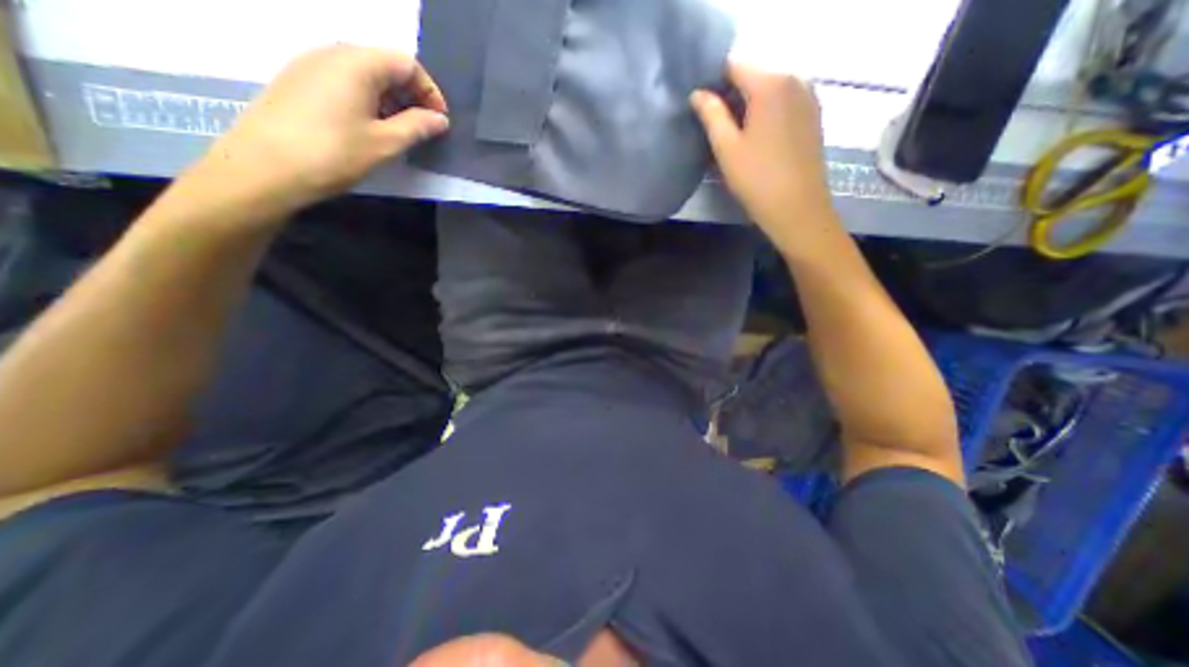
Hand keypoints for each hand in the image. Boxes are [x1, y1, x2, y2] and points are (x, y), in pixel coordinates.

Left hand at [198, 46, 451, 217]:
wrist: (265, 167)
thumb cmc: (334, 153)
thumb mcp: (386, 143)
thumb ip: (417, 127)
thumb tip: (440, 119)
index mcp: (357, 63)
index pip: (407, 63)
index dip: (430, 91)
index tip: (440, 122)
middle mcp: (332, 52)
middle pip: (384, 64)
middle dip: (411, 95)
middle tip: (423, 128)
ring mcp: (310, 65)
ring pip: (364, 73)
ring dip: (390, 99)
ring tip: (400, 132)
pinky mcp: (298, 82)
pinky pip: (343, 82)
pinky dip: (367, 101)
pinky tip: (370, 128)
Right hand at [687, 64, 832, 249]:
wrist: (798, 209)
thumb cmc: (757, 180)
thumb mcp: (726, 148)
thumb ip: (711, 115)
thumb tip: (697, 94)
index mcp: (771, 84)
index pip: (733, 66)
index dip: (713, 84)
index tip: (700, 110)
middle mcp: (795, 79)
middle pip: (752, 77)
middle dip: (730, 97)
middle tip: (714, 129)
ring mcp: (808, 96)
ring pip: (768, 91)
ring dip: (747, 108)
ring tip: (733, 138)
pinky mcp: (813, 116)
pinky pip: (783, 103)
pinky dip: (765, 114)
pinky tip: (756, 141)